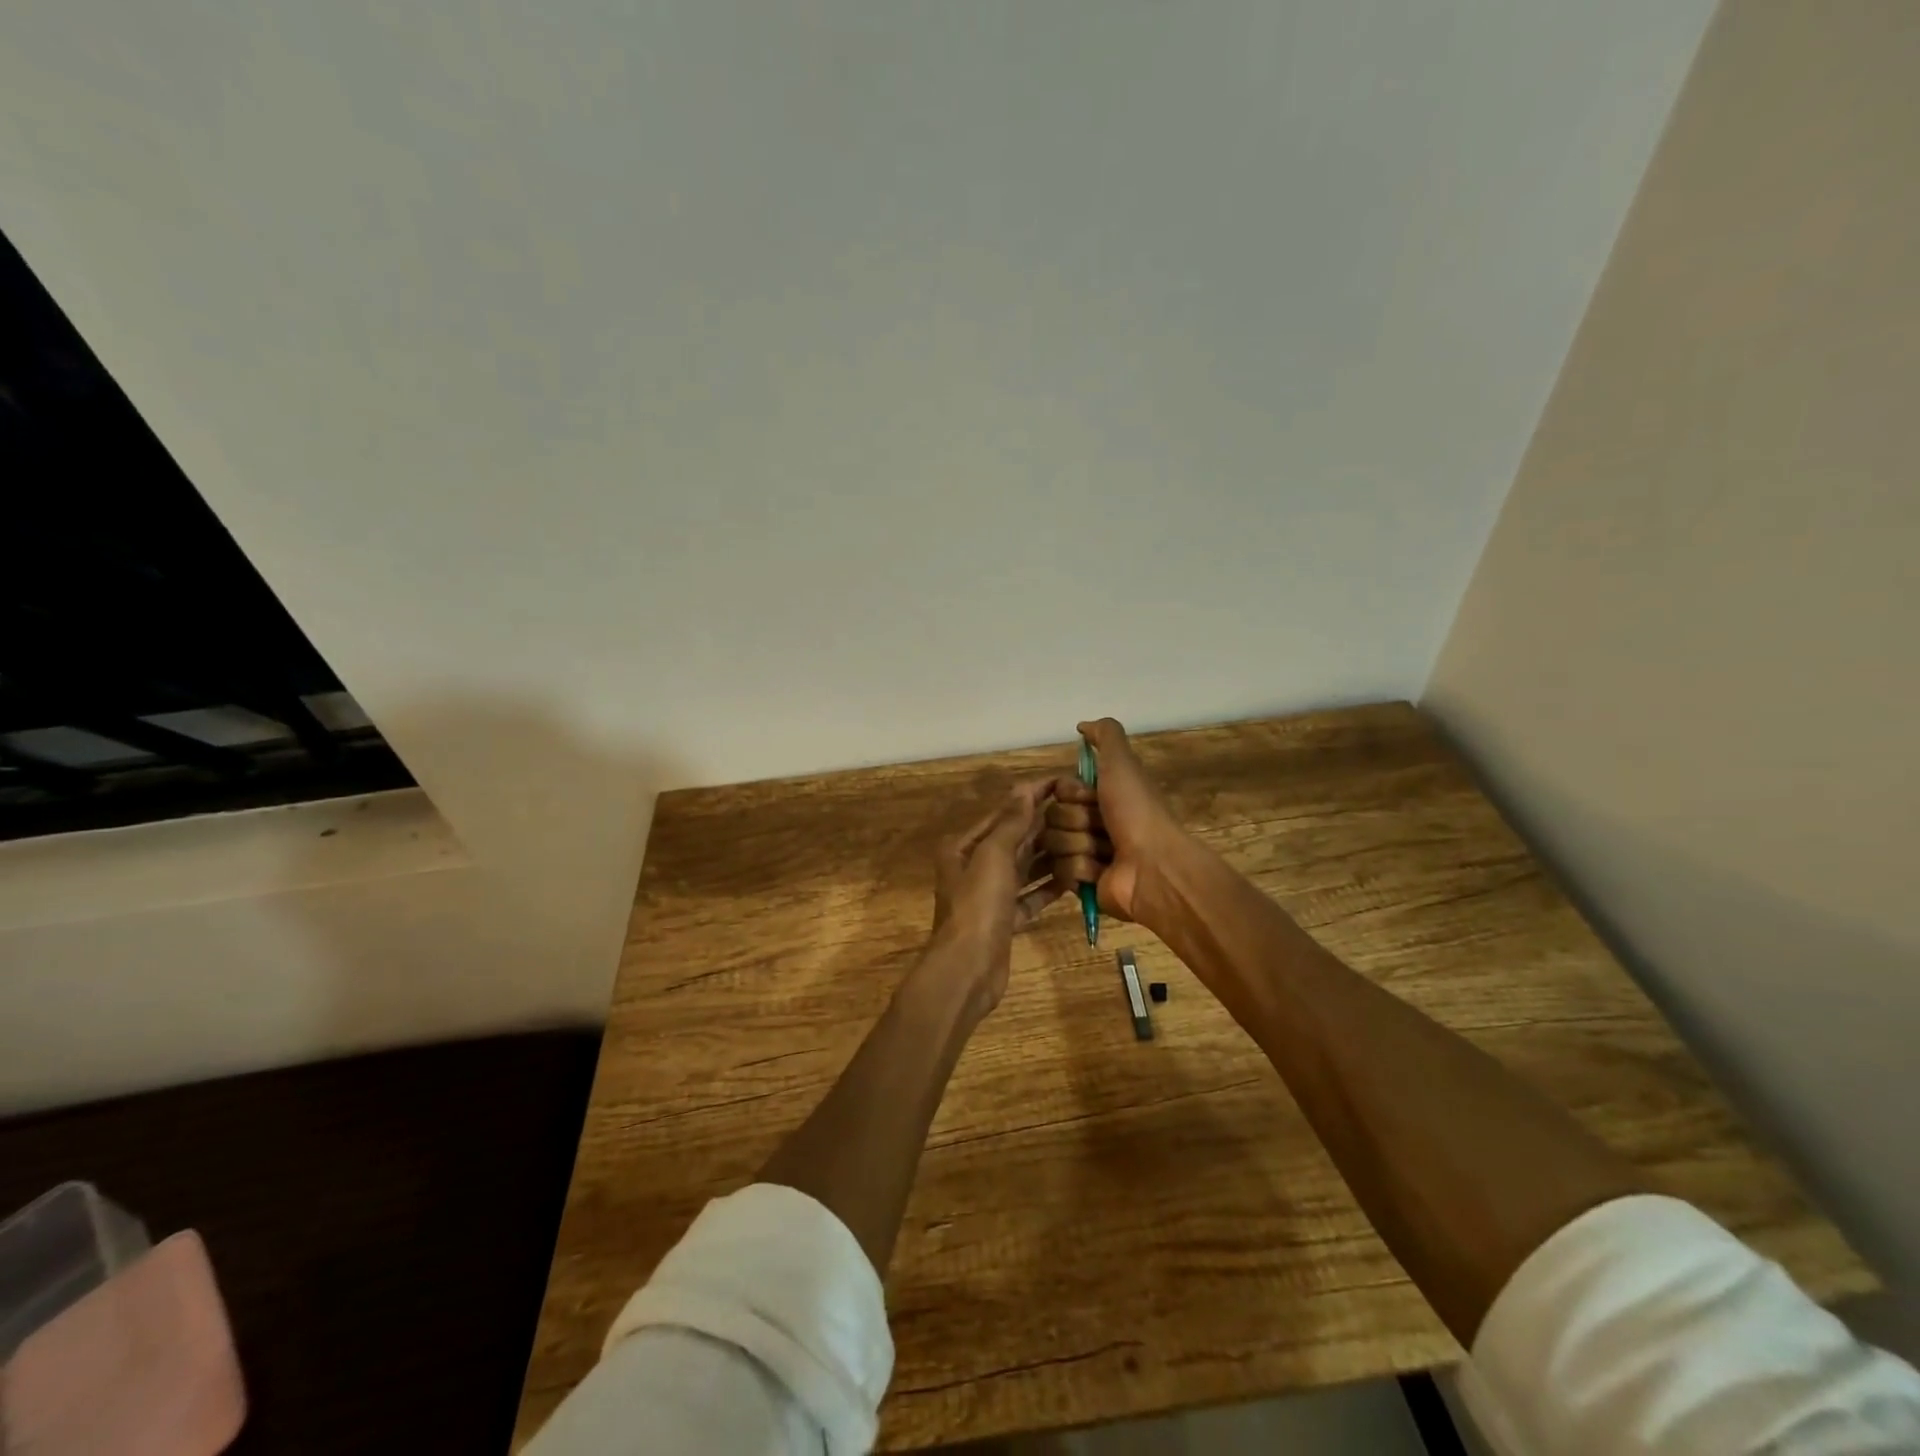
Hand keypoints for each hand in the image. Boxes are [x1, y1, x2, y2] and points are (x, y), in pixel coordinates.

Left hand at [928, 780, 1060, 1016]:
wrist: (967, 968)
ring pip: (1025, 868)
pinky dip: (1048, 888)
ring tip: (1084, 840)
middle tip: (1083, 812)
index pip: (1004, 812)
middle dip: (1045, 826)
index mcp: (964, 847)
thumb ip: (1011, 823)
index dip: (1032, 796)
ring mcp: (990, 895)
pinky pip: (1030, 896)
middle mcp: (975, 866)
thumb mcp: (993, 856)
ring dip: (1050, 856)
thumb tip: (1024, 789)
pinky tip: (1074, 878)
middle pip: (1015, 839)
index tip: (1063, 782)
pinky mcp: (1005, 919)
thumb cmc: (978, 905)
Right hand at [1044, 718, 1186, 925]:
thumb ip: (1105, 735)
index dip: (1073, 793)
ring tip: (1104, 853)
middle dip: (1076, 821)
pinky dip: (1080, 869)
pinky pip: (1059, 870)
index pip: (1060, 790)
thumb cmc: (1137, 812)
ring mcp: (1086, 854)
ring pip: (1053, 843)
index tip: (1093, 797)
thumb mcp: (1122, 763)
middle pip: (1053, 816)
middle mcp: (1092, 823)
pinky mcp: (1081, 882)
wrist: (1153, 866)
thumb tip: (1082, 726)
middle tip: (1101, 828)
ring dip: (1078, 845)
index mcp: (1101, 796)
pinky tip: (1101, 871)